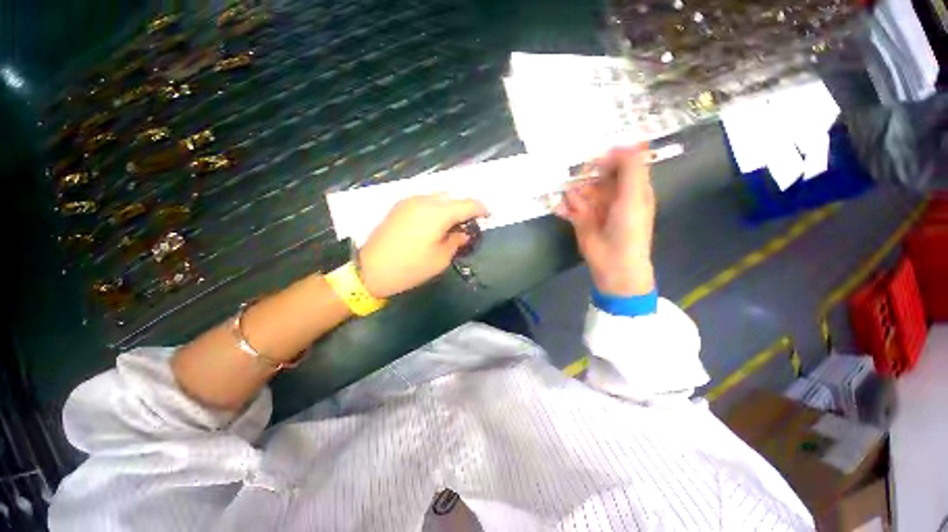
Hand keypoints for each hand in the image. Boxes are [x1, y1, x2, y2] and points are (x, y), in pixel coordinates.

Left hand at [358, 195, 487, 297]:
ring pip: (438, 197)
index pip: (468, 204)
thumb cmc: (410, 267)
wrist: (370, 269)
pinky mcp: (399, 206)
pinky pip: (425, 201)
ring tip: (452, 223)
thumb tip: (464, 233)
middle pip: (453, 197)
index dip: (481, 209)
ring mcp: (410, 201)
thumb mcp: (441, 258)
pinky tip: (435, 222)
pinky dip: (435, 208)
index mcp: (438, 213)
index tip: (488, 216)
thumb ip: (457, 241)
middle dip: (465, 208)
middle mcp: (425, 200)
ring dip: (449, 207)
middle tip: (469, 223)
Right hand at [554, 145, 655, 295]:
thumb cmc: (628, 229)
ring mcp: (594, 206)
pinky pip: (568, 205)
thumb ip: (631, 168)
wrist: (613, 262)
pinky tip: (561, 209)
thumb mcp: (634, 195)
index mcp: (631, 186)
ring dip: (573, 193)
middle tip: (581, 184)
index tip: (595, 160)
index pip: (620, 162)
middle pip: (595, 174)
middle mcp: (612, 193)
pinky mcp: (579, 218)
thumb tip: (624, 143)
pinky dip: (563, 206)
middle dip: (585, 177)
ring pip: (579, 189)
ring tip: (577, 206)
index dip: (608, 158)